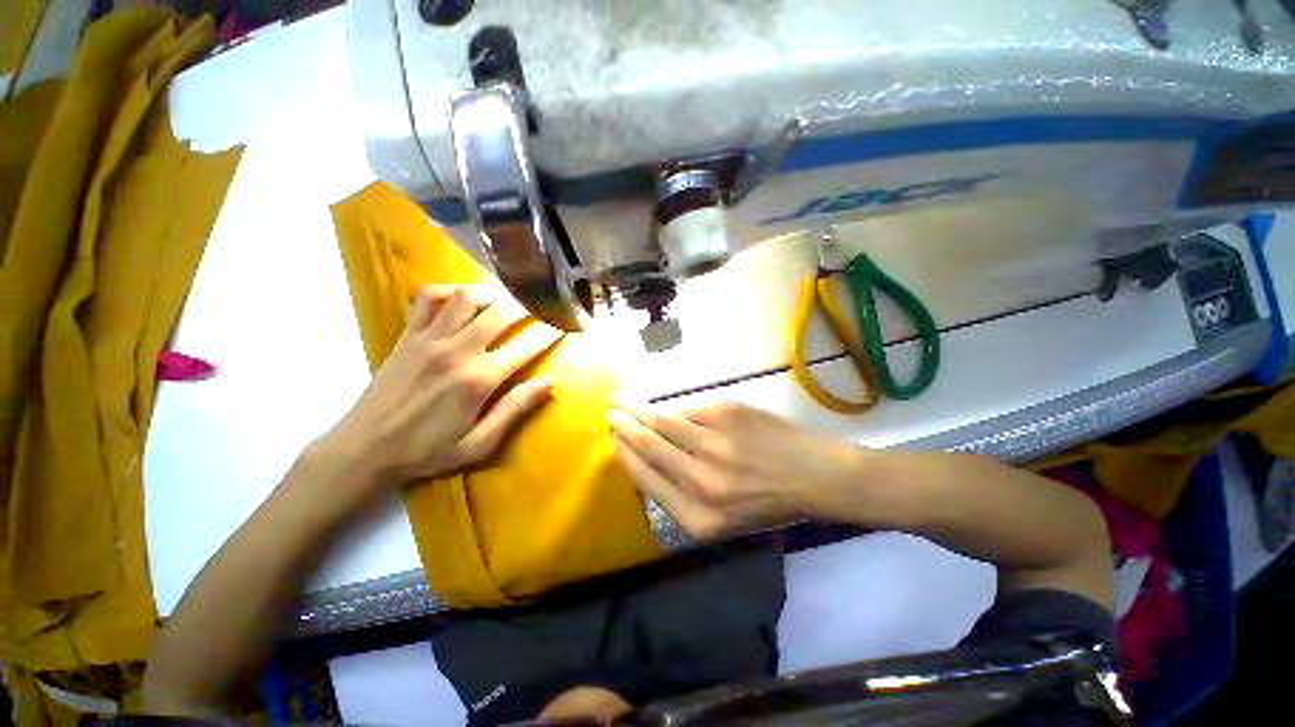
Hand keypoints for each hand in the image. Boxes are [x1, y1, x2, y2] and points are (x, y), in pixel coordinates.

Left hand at [321, 284, 560, 488]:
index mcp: (479, 380)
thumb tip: (548, 382)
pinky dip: (449, 290)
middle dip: (528, 306)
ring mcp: (429, 339)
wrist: (363, 448)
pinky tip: (463, 296)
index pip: (525, 347)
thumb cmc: (426, 451)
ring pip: (467, 298)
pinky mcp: (408, 335)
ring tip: (510, 295)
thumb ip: (514, 410)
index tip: (563, 326)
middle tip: (543, 304)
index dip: (549, 333)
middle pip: (501, 313)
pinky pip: (428, 298)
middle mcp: (457, 351)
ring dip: (493, 292)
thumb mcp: (478, 444)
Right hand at [607, 403, 865, 538]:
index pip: (646, 479)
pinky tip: (664, 408)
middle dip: (624, 427)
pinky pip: (689, 411)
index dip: (625, 455)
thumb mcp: (721, 519)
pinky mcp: (726, 415)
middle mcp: (701, 482)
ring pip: (664, 422)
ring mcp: (714, 444)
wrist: (814, 475)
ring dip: (639, 411)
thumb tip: (644, 457)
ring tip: (623, 402)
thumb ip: (679, 494)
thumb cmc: (767, 502)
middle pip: (649, 446)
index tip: (613, 439)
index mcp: (698, 517)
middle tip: (610, 414)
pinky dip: (674, 410)